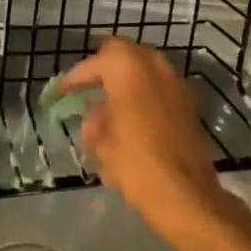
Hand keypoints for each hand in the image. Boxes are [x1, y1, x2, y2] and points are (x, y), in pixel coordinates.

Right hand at [55, 38, 232, 244]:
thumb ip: (94, 121)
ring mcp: (175, 81)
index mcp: (126, 67)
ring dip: (126, 79)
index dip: (74, 78)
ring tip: (110, 103)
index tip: (62, 91)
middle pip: (121, 54)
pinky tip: (134, 116)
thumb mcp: (102, 143)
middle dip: (103, 68)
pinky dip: (144, 93)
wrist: (186, 195)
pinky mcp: (189, 102)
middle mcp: (153, 64)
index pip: (92, 64)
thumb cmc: (135, 163)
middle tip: (88, 89)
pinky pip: (159, 85)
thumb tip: (94, 114)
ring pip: (143, 67)